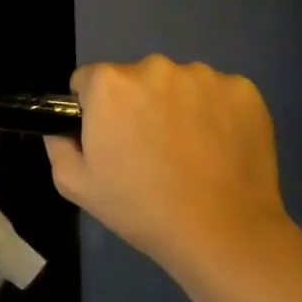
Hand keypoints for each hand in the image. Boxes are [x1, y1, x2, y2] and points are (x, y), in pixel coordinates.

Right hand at [43, 54, 289, 284]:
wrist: (223, 235)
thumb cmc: (141, 208)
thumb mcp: (75, 184)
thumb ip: (58, 144)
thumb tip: (63, 127)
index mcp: (109, 83)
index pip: (89, 81)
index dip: (95, 110)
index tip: (111, 139)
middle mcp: (154, 66)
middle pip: (135, 78)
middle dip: (137, 104)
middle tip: (150, 149)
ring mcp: (202, 76)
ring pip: (178, 84)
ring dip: (177, 106)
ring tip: (189, 151)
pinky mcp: (243, 90)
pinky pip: (218, 93)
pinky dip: (216, 112)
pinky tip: (219, 147)